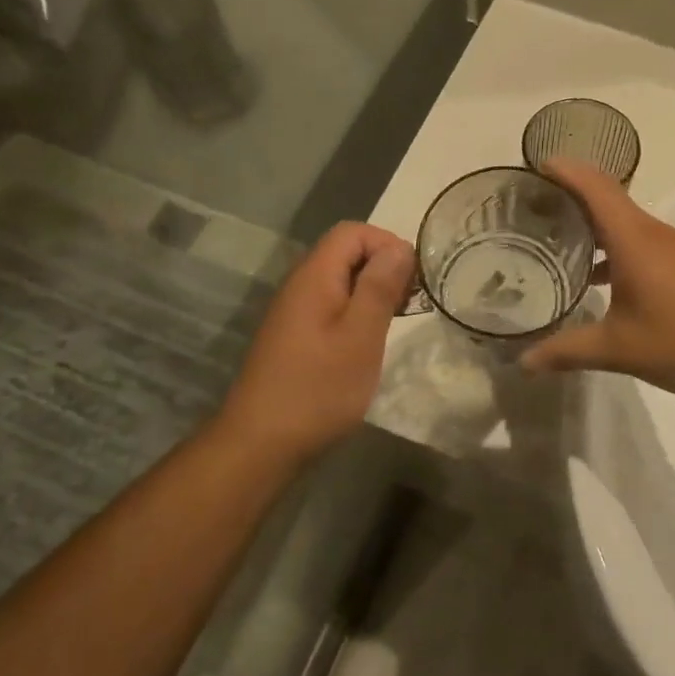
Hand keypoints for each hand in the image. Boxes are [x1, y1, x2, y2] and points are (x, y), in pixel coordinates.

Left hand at [215, 222, 414, 463]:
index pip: (353, 232)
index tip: (414, 279)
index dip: (388, 244)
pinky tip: (367, 343)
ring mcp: (294, 312)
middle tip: (410, 302)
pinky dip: (356, 313)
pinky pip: (330, 307)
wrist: (261, 443)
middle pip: (345, 253)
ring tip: (395, 322)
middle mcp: (300, 285)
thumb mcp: (360, 336)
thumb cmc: (318, 388)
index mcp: (314, 276)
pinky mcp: (294, 337)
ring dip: (372, 292)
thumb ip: (380, 287)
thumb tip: (399, 246)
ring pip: (339, 281)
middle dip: (383, 267)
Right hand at [520, 160, 674, 400]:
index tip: (532, 167)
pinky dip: (615, 252)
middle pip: (607, 200)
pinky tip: (602, 283)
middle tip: (530, 213)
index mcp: (634, 239)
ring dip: (593, 229)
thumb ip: (568, 351)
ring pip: (626, 226)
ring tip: (558, 247)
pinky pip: (643, 246)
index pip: (594, 187)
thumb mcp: (620, 349)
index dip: (563, 170)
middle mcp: (655, 235)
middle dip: (568, 200)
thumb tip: (523, 362)